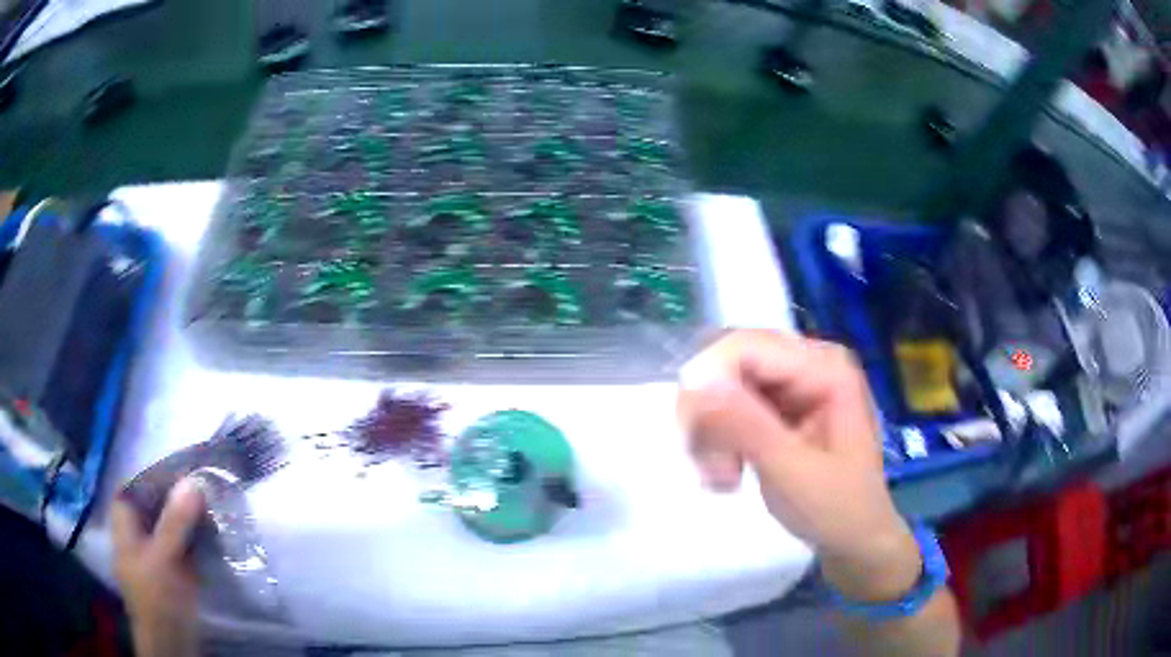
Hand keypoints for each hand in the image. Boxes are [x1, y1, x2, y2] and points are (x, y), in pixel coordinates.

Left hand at [111, 477, 204, 656]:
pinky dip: (196, 532)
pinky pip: (183, 539)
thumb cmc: (157, 596)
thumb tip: (194, 481)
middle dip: (178, 491)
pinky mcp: (173, 565)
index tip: (184, 466)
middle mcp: (138, 528)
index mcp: (125, 520)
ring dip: (190, 512)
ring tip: (214, 501)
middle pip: (155, 500)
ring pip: (171, 519)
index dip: (157, 472)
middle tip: (205, 482)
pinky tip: (214, 528)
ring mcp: (156, 548)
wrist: (171, 641)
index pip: (137, 483)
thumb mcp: (163, 558)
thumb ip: (176, 521)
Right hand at [677, 330, 919, 601]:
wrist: (856, 541)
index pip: (745, 347)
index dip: (708, 382)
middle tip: (711, 469)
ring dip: (710, 433)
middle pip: (729, 364)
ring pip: (721, 387)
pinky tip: (726, 473)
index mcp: (825, 367)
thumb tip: (693, 379)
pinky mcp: (779, 407)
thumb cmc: (837, 511)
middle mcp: (807, 363)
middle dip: (708, 415)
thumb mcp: (792, 472)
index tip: (693, 439)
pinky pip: (728, 408)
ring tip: (722, 479)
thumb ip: (745, 425)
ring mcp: (792, 384)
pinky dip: (717, 441)